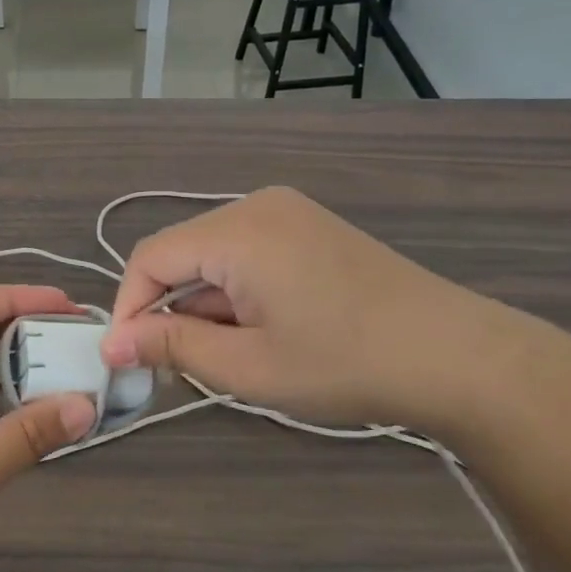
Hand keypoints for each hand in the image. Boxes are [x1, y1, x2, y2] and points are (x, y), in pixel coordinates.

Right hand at [101, 188, 534, 435]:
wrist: (458, 356)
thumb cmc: (345, 363)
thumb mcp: (249, 366)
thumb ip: (172, 345)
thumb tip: (112, 343)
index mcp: (236, 230)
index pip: (151, 258)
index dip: (130, 307)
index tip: (127, 358)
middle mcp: (256, 205)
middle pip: (181, 251)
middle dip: (168, 306)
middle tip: (173, 364)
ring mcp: (287, 211)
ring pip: (213, 253)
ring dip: (203, 301)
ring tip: (225, 353)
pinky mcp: (309, 226)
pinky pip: (246, 250)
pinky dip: (234, 289)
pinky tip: (257, 328)